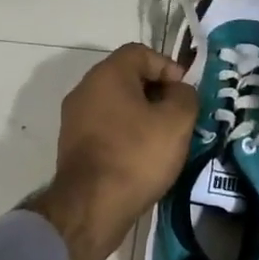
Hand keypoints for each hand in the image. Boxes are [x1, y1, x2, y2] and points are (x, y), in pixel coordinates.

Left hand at [25, 44, 196, 259]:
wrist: (91, 207)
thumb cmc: (136, 155)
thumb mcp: (176, 122)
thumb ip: (184, 96)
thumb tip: (178, 91)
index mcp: (107, 75)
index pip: (140, 52)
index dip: (167, 66)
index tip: (184, 92)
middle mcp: (85, 89)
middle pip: (127, 77)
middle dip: (156, 92)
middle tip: (178, 115)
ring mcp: (74, 119)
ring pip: (116, 104)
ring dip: (141, 115)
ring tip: (164, 138)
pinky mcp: (73, 145)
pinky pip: (106, 127)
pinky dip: (126, 134)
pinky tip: (143, 156)